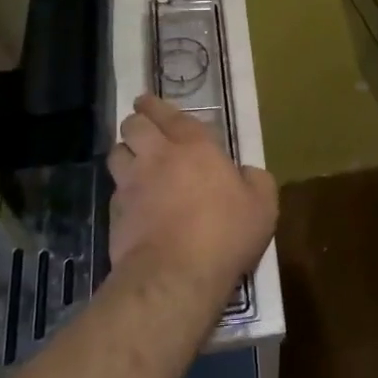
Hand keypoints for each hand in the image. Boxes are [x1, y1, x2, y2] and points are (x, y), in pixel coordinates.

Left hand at [106, 95, 277, 288]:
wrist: (175, 276)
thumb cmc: (225, 234)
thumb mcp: (263, 206)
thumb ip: (257, 181)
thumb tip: (246, 173)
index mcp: (195, 146)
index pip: (170, 114)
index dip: (156, 105)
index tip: (148, 101)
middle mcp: (158, 156)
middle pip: (134, 125)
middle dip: (136, 121)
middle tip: (142, 125)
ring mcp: (132, 184)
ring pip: (116, 153)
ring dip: (125, 151)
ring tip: (133, 158)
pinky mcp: (115, 213)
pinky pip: (115, 190)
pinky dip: (122, 190)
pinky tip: (132, 201)